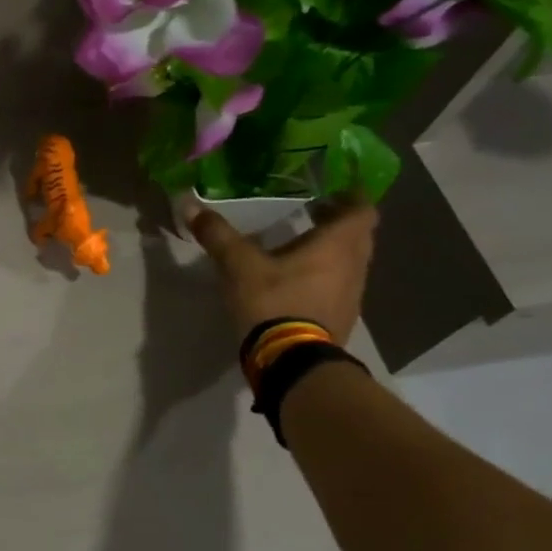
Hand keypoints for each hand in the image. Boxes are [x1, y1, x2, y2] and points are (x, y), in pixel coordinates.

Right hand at [188, 194, 378, 342]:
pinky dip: (326, 276)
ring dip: (333, 251)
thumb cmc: (273, 301)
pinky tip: (298, 280)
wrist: (292, 361)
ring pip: (351, 262)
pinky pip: (340, 286)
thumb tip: (189, 203)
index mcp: (337, 245)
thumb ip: (217, 234)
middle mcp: (354, 266)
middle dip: (338, 222)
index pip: (362, 210)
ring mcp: (352, 295)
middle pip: (359, 235)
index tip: (333, 189)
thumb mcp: (238, 264)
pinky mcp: (341, 318)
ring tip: (302, 245)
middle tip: (312, 212)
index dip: (351, 197)